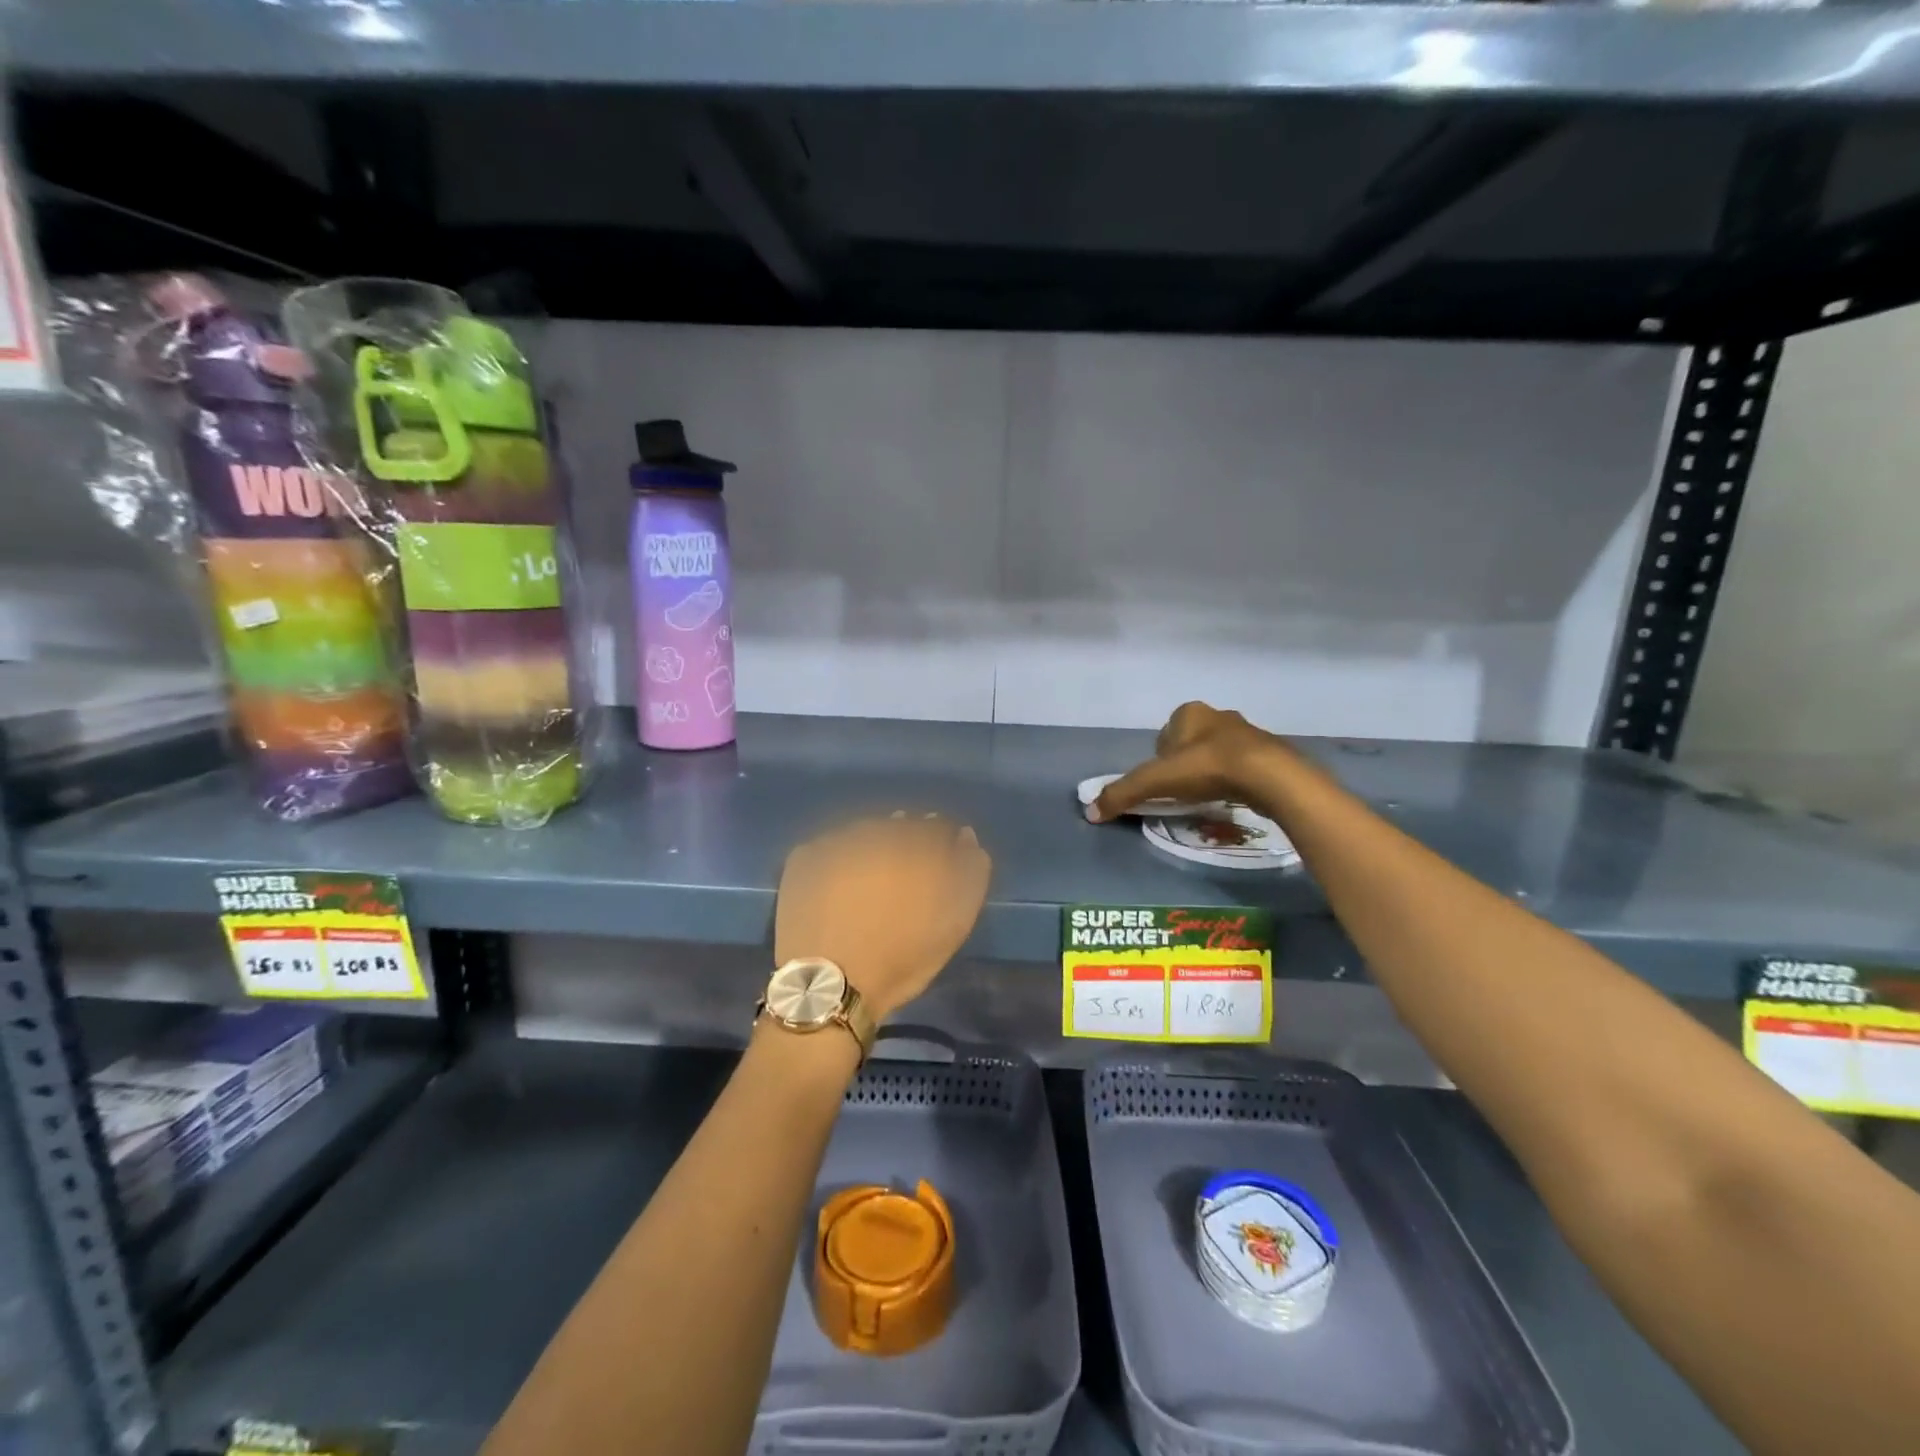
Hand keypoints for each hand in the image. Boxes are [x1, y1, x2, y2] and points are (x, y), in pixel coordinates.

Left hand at [775, 814, 991, 1023]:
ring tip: (867, 886)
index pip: (937, 827)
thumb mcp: (956, 921)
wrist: (830, 985)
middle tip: (901, 882)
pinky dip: (837, 861)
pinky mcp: (803, 855)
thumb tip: (964, 836)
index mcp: (916, 841)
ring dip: (870, 850)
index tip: (938, 870)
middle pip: (899, 826)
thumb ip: (970, 871)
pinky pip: (829, 849)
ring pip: (862, 834)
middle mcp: (876, 829)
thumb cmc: (902, 956)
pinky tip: (836, 889)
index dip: (941, 846)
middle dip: (905, 845)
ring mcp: (836, 839)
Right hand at [1088, 701, 1296, 822]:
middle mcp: (1218, 715)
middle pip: (1190, 743)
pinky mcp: (1268, 752)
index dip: (1159, 760)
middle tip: (1184, 791)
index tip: (1164, 782)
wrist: (1268, 776)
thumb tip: (1090, 812)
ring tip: (1209, 796)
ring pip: (1217, 753)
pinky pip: (1243, 765)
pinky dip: (1234, 779)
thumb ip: (1122, 794)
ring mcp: (1247, 732)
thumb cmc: (1206, 768)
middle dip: (1185, 764)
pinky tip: (1233, 796)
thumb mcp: (1155, 781)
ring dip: (1211, 771)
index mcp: (1189, 712)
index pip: (1164, 735)